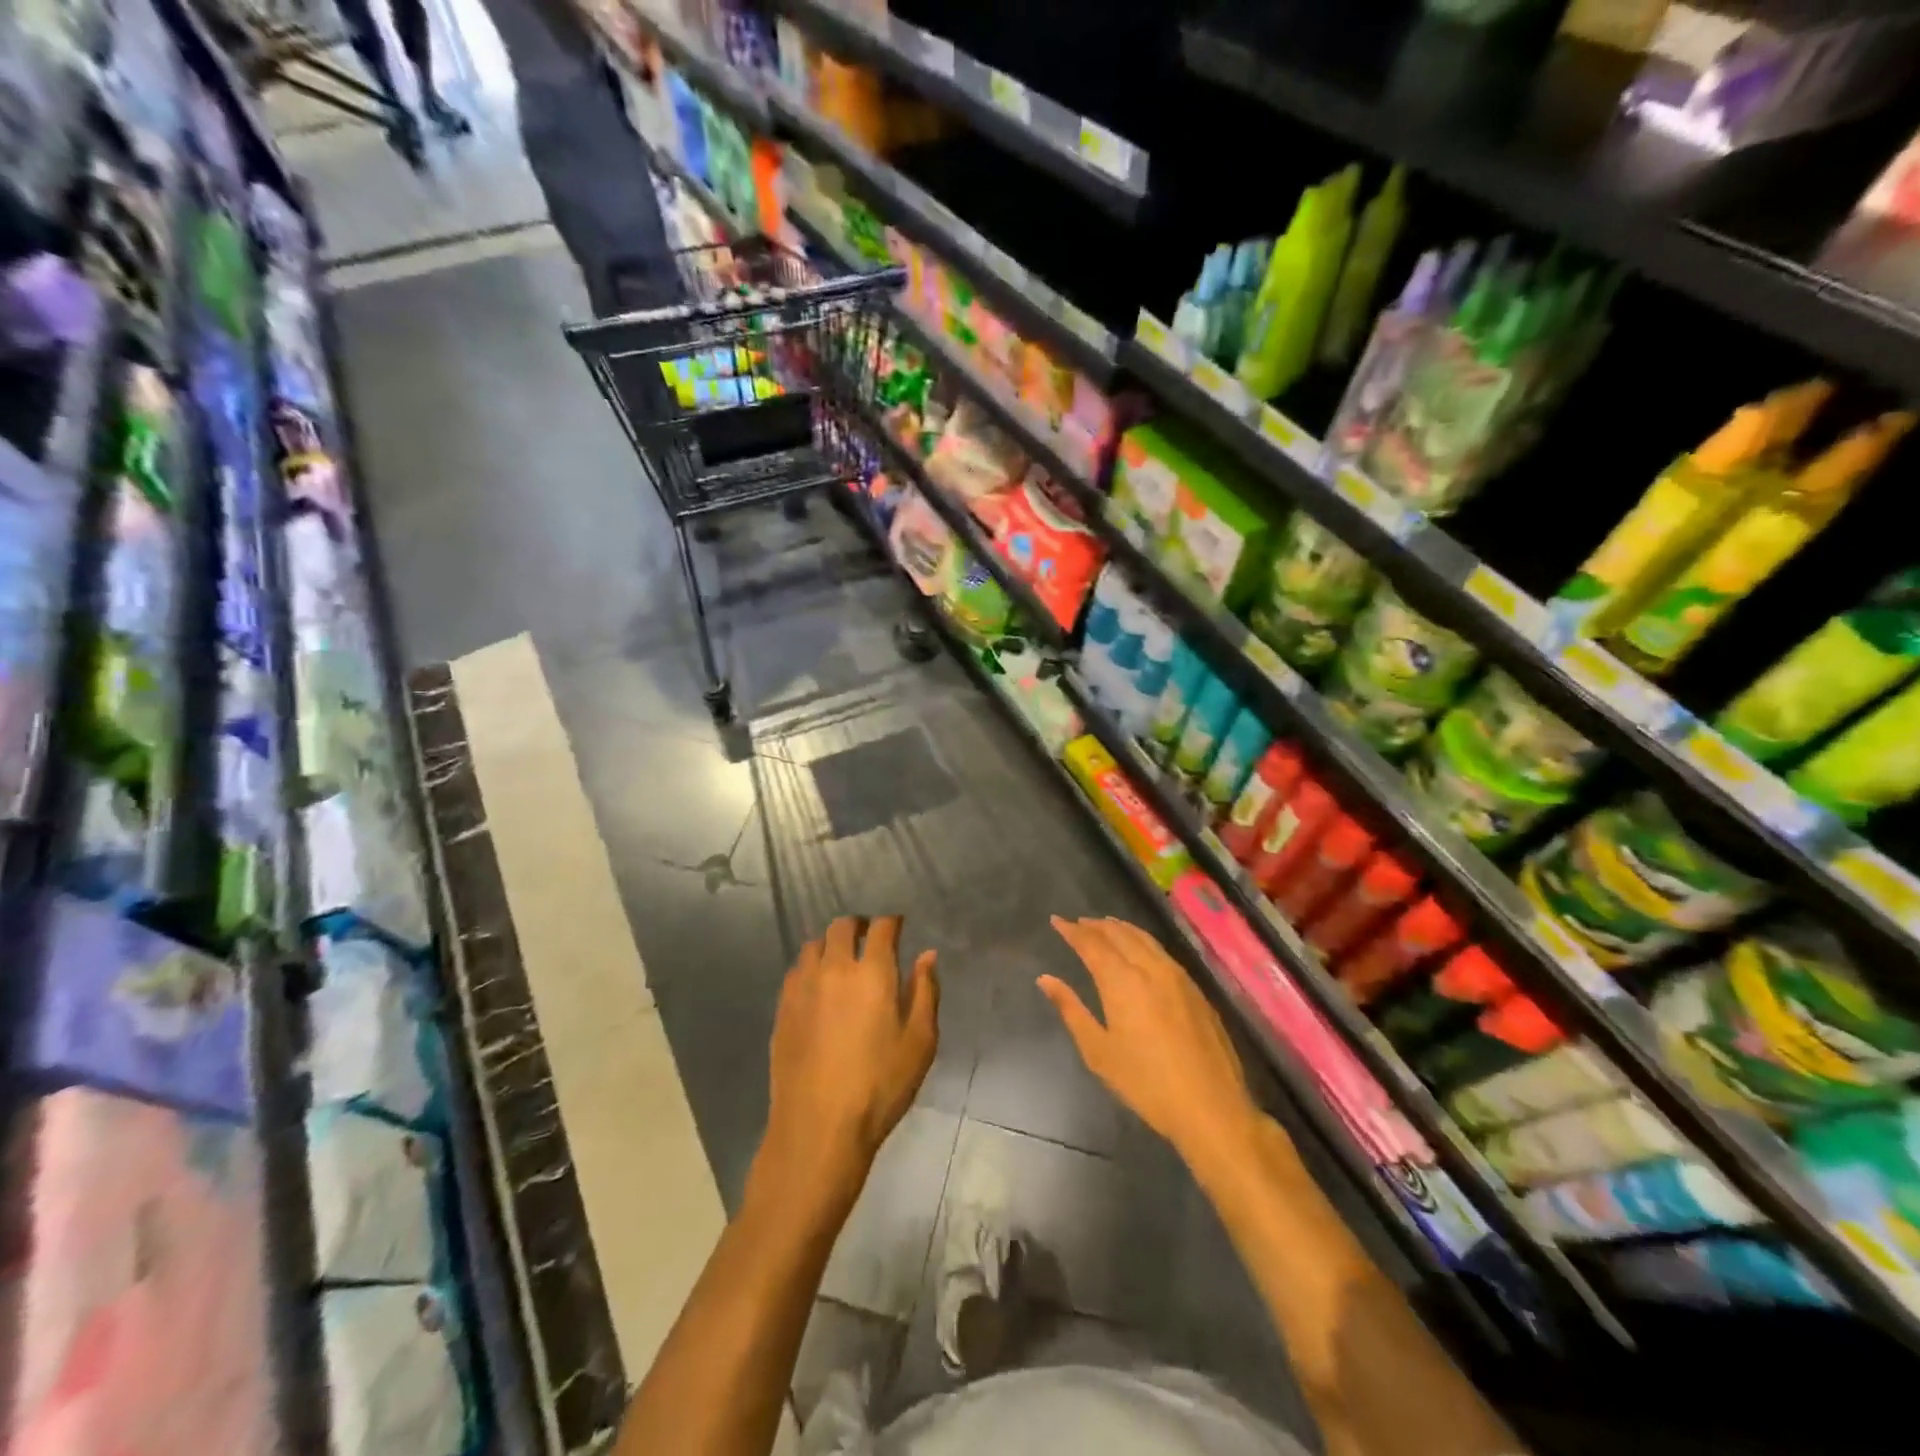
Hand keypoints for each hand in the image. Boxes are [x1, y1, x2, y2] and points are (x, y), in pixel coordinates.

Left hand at [759, 916, 938, 1202]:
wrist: (819, 1126)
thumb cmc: (880, 1085)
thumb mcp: (920, 1042)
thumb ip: (925, 992)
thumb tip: (927, 955)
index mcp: (872, 972)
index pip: (881, 928)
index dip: (892, 922)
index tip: (898, 927)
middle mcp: (834, 968)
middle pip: (841, 927)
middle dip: (858, 926)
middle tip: (869, 939)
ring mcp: (803, 987)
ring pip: (813, 945)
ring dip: (830, 944)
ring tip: (841, 961)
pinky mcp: (782, 1008)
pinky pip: (795, 971)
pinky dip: (810, 967)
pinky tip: (817, 987)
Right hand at [1042, 917, 1264, 1176]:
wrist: (1211, 1107)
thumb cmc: (1146, 1083)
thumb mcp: (1099, 1051)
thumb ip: (1071, 1010)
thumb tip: (1045, 979)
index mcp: (1122, 981)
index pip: (1092, 944)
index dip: (1072, 930)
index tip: (1057, 920)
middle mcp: (1150, 968)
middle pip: (1119, 934)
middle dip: (1096, 926)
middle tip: (1079, 923)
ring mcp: (1177, 977)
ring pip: (1145, 939)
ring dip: (1121, 929)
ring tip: (1106, 926)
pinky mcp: (1196, 990)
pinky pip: (1162, 951)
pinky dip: (1143, 941)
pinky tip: (1141, 950)